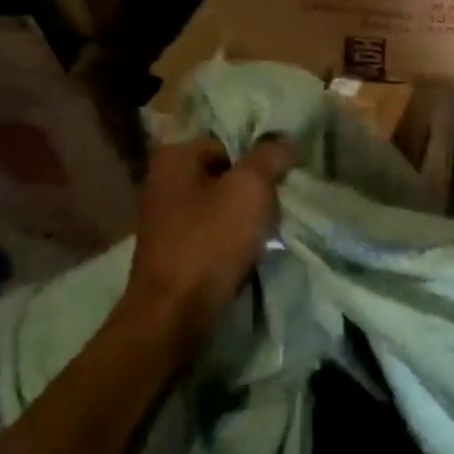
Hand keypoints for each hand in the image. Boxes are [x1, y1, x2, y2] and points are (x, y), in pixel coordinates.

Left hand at [123, 134, 295, 325]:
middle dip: (258, 186)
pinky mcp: (177, 250)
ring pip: (225, 204)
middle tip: (285, 200)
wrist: (176, 313)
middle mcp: (164, 181)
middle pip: (228, 173)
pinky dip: (237, 237)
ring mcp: (168, 218)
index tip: (288, 175)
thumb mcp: (250, 187)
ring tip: (274, 226)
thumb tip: (288, 140)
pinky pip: (217, 231)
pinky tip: (255, 249)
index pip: (232, 141)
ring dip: (250, 214)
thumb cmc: (210, 241)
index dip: (263, 157)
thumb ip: (271, 155)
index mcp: (175, 157)